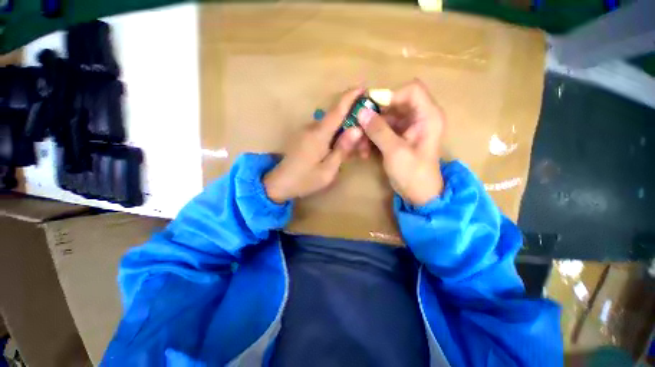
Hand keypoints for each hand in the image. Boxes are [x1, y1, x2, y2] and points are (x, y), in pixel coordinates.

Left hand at [263, 88, 364, 202]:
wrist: (279, 184)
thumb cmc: (305, 180)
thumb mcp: (328, 170)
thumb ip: (342, 149)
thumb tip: (357, 129)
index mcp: (318, 134)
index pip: (337, 110)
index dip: (350, 97)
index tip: (363, 87)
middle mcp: (311, 128)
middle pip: (336, 119)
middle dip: (352, 125)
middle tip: (363, 145)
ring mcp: (306, 131)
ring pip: (331, 126)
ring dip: (344, 134)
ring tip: (354, 151)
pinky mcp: (304, 137)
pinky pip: (323, 132)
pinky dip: (335, 138)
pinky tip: (339, 150)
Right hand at [357, 80, 444, 205]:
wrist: (419, 195)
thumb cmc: (413, 174)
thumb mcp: (395, 151)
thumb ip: (378, 130)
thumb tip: (361, 112)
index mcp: (428, 116)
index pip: (411, 90)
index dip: (390, 95)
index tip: (370, 108)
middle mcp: (419, 118)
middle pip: (394, 105)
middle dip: (374, 116)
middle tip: (358, 127)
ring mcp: (408, 128)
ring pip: (385, 119)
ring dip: (370, 130)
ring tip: (359, 146)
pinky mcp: (399, 138)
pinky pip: (383, 131)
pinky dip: (372, 138)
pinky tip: (364, 151)